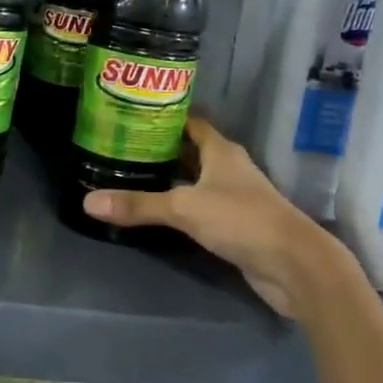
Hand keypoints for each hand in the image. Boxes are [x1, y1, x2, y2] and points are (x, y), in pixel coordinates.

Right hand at [80, 118, 330, 316]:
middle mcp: (229, 168)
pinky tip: (157, 212)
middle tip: (122, 147)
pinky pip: (201, 208)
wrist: (294, 266)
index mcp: (221, 151)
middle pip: (191, 151)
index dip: (165, 117)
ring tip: (131, 176)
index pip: (191, 122)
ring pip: (196, 180)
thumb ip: (139, 205)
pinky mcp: (236, 225)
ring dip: (171, 179)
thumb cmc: (242, 220)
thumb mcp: (185, 209)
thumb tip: (88, 202)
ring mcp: (235, 197)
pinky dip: (181, 206)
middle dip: (161, 149)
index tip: (133, 116)